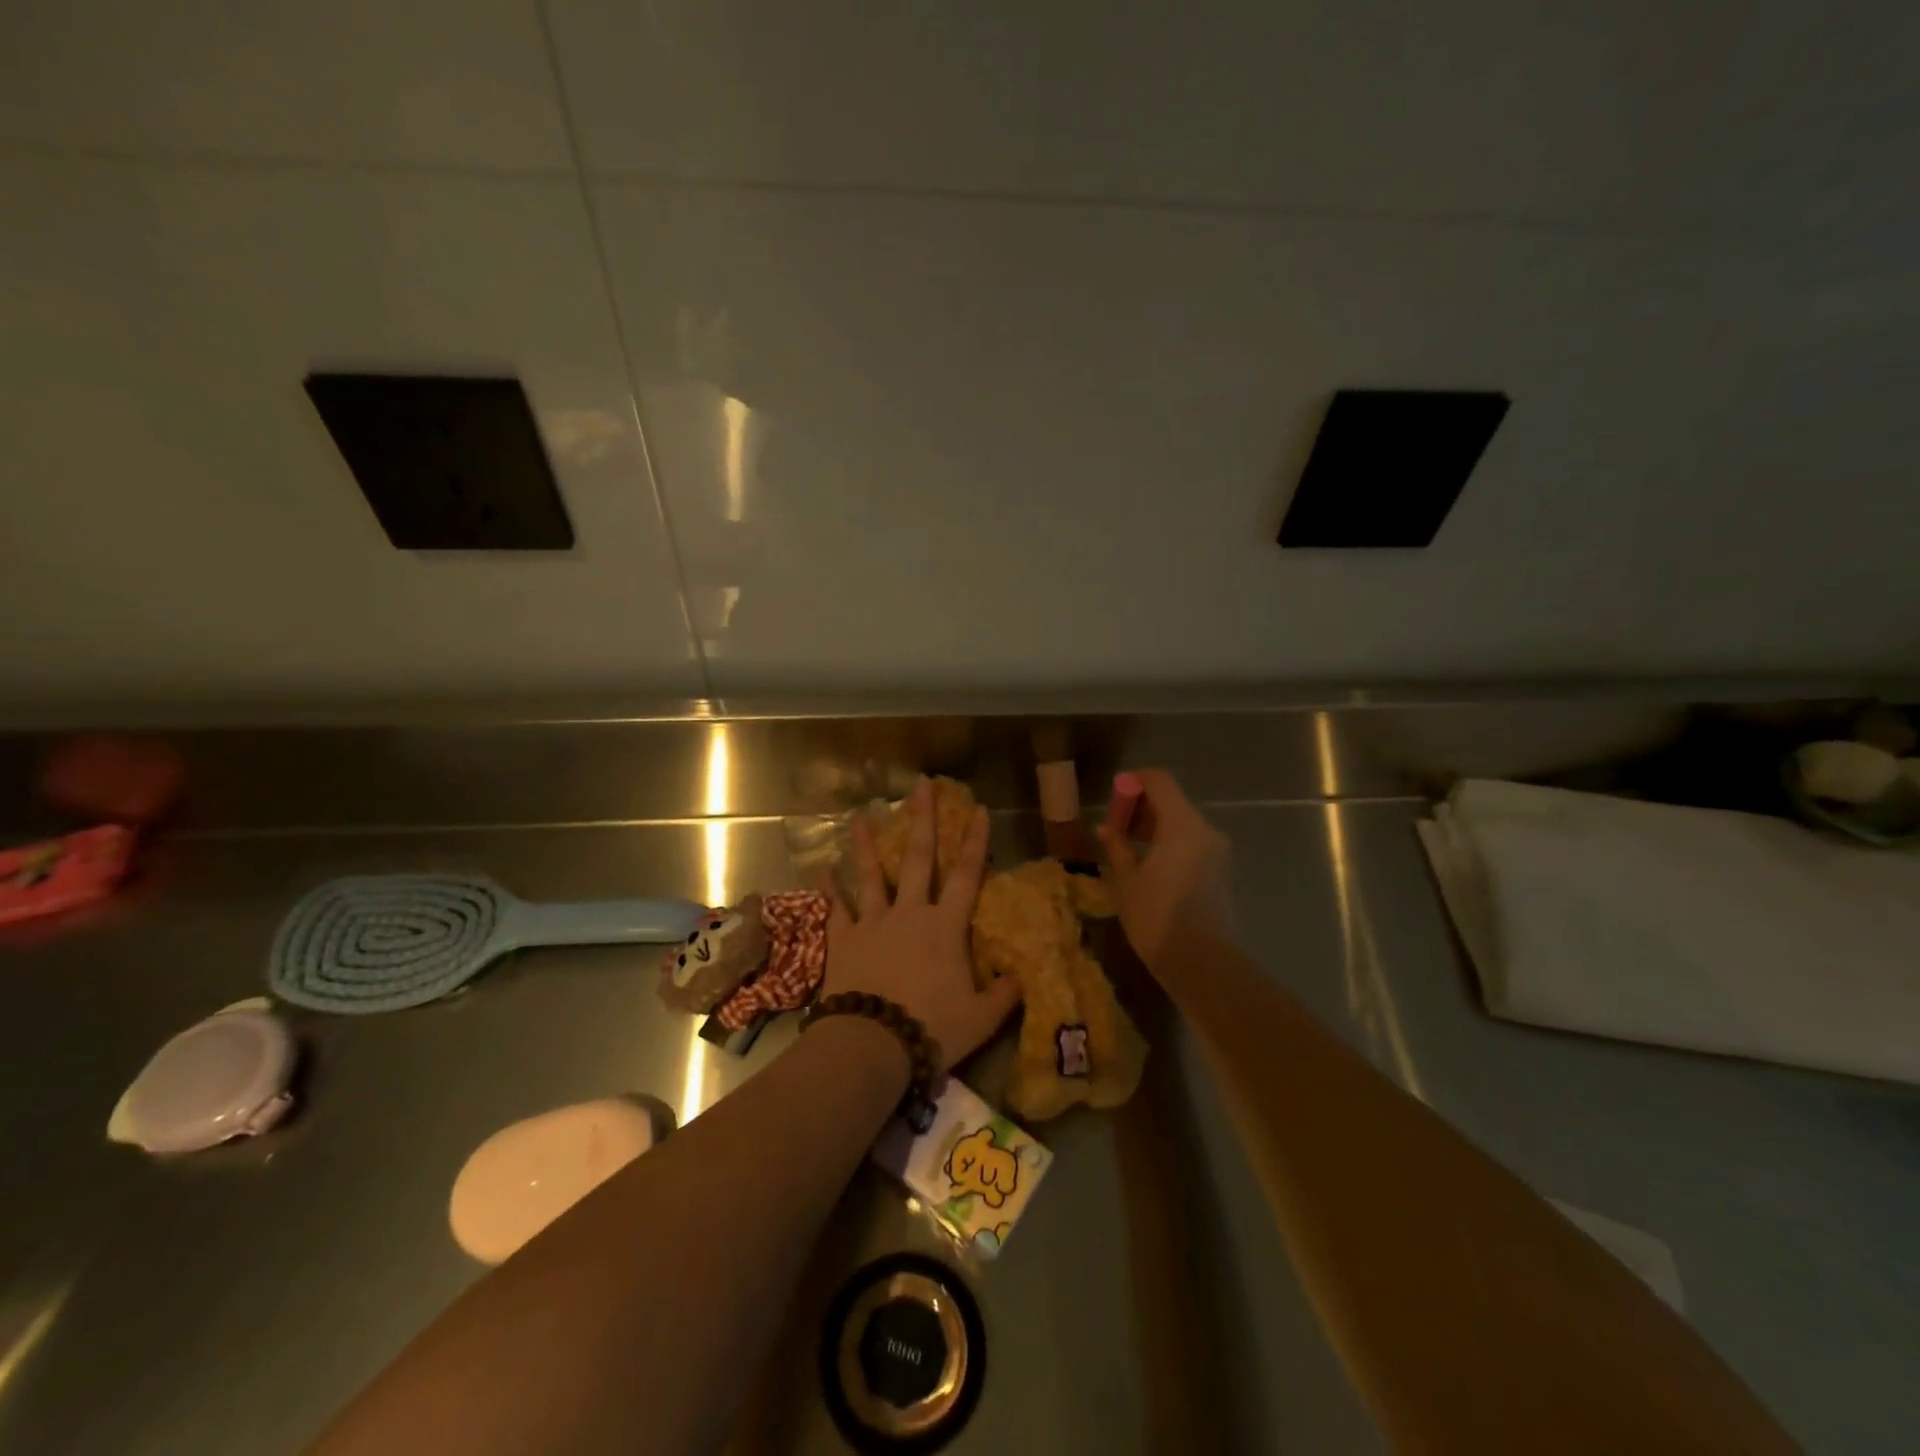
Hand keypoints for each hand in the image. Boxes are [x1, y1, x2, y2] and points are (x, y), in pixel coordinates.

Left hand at [822, 778, 1021, 1064]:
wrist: (873, 1045)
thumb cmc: (932, 1028)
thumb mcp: (982, 1018)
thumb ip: (1004, 994)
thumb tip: (1020, 977)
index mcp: (946, 926)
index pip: (966, 875)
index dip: (976, 842)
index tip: (979, 809)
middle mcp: (910, 913)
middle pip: (918, 858)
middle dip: (922, 819)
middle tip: (920, 786)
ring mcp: (873, 922)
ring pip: (870, 874)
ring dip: (866, 844)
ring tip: (860, 815)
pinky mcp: (844, 939)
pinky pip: (835, 907)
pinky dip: (828, 887)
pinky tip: (821, 866)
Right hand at [1096, 769, 1237, 973]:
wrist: (1205, 965)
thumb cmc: (1158, 919)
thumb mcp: (1127, 882)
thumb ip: (1117, 848)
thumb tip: (1106, 828)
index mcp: (1183, 826)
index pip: (1159, 781)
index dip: (1133, 782)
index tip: (1112, 797)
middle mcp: (1205, 831)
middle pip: (1171, 800)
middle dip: (1141, 807)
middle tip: (1113, 827)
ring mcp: (1217, 852)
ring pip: (1182, 823)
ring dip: (1153, 826)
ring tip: (1125, 847)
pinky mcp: (1220, 871)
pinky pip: (1191, 842)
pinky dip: (1168, 843)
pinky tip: (1147, 864)